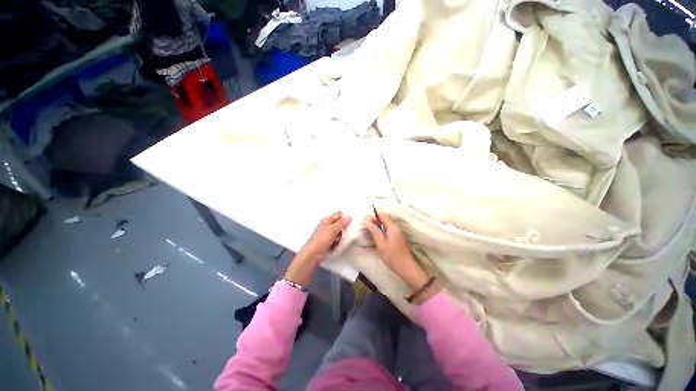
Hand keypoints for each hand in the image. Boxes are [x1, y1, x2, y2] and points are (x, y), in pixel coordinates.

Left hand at [284, 212, 351, 285]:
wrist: (313, 254)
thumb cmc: (321, 239)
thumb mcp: (332, 229)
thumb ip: (341, 223)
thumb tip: (350, 215)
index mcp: (327, 220)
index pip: (339, 214)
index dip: (345, 217)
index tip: (350, 223)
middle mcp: (328, 225)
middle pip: (340, 224)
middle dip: (344, 228)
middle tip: (345, 233)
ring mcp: (328, 234)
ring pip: (340, 232)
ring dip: (341, 236)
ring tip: (339, 240)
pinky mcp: (329, 242)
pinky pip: (337, 239)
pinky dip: (338, 241)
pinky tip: (337, 244)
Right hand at [363, 213, 429, 291]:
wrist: (406, 268)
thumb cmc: (392, 256)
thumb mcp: (381, 243)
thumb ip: (374, 231)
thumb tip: (366, 221)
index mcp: (392, 227)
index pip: (381, 215)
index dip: (372, 217)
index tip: (364, 223)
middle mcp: (396, 227)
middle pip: (383, 219)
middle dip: (373, 222)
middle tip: (365, 229)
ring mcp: (397, 233)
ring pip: (385, 226)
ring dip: (376, 228)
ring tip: (368, 234)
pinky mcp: (397, 238)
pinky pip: (387, 231)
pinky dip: (380, 232)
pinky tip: (375, 239)